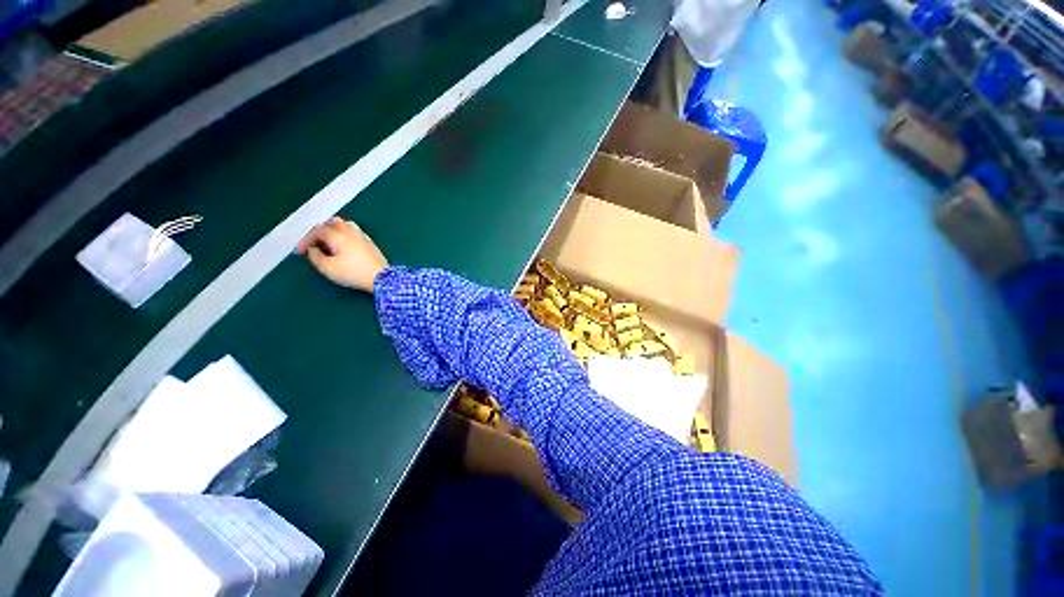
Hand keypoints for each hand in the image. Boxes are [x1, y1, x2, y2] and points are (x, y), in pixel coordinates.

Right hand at [296, 217, 388, 292]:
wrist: (381, 278)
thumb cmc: (353, 273)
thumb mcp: (327, 268)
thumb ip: (315, 257)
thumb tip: (313, 250)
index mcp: (338, 235)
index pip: (317, 230)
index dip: (306, 239)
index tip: (300, 250)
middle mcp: (350, 232)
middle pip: (332, 222)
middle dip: (320, 230)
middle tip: (315, 243)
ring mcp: (362, 236)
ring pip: (345, 225)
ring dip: (334, 231)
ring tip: (329, 244)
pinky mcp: (370, 243)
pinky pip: (354, 232)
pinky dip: (345, 235)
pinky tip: (344, 246)